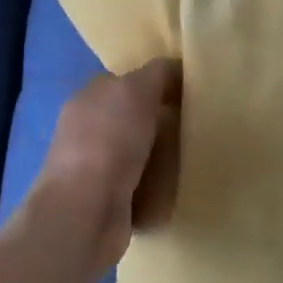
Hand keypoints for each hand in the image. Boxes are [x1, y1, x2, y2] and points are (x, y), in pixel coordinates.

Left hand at [33, 59, 181, 273]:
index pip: (125, 82)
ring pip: (137, 153)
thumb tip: (175, 68)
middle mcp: (86, 131)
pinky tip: (177, 187)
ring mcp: (94, 169)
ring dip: (161, 156)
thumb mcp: (136, 90)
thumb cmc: (108, 143)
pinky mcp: (107, 201)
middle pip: (133, 118)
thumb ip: (157, 73)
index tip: (189, 93)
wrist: (85, 213)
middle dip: (162, 122)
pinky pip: (140, 186)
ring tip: (194, 157)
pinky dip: (157, 186)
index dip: (156, 84)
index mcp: (88, 99)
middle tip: (197, 126)